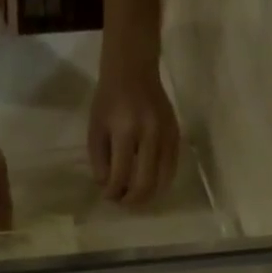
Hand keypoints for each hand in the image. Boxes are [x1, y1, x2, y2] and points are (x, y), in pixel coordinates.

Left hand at [88, 54, 179, 205]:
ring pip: (162, 180)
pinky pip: (172, 168)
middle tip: (123, 202)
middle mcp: (149, 134)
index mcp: (125, 130)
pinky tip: (150, 185)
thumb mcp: (95, 128)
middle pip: (145, 183)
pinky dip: (161, 182)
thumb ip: (99, 160)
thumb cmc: (109, 100)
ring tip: (136, 197)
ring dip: (148, 195)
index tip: (107, 196)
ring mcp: (166, 134)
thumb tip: (108, 187)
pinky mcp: (176, 134)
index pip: (120, 175)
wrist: (133, 70)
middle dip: (132, 199)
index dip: (113, 192)